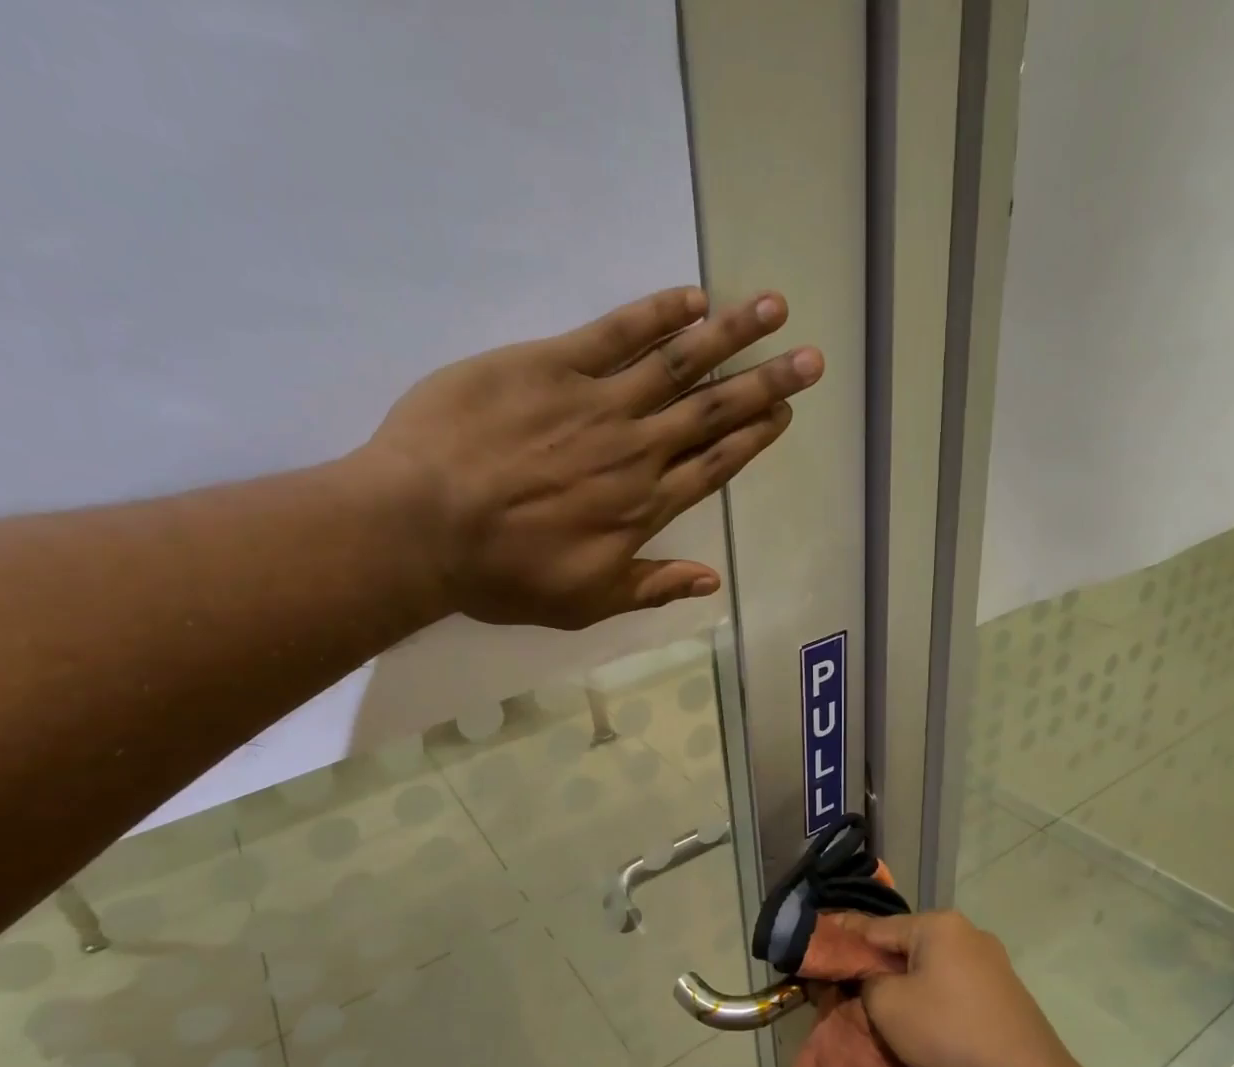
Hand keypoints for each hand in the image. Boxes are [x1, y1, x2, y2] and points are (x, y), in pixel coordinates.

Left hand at [356, 286, 822, 629]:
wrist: (422, 526)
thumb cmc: (501, 574)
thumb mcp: (583, 602)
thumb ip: (651, 586)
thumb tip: (713, 581)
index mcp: (643, 508)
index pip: (714, 466)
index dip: (753, 440)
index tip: (786, 415)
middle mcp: (635, 451)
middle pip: (712, 412)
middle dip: (766, 385)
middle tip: (811, 361)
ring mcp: (597, 403)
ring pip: (678, 364)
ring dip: (731, 336)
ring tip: (774, 310)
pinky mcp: (551, 364)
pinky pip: (616, 332)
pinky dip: (657, 315)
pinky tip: (693, 298)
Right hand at [846, 910, 1078, 1066]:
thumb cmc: (949, 1032)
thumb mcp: (888, 1005)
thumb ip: (865, 981)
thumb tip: (866, 977)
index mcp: (938, 925)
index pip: (875, 927)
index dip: (844, 941)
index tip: (819, 952)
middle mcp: (966, 933)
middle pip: (904, 946)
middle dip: (876, 967)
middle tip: (846, 990)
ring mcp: (989, 963)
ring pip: (929, 968)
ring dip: (904, 986)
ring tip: (879, 1010)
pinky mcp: (1001, 993)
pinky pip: (951, 988)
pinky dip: (931, 1000)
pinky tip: (919, 1023)